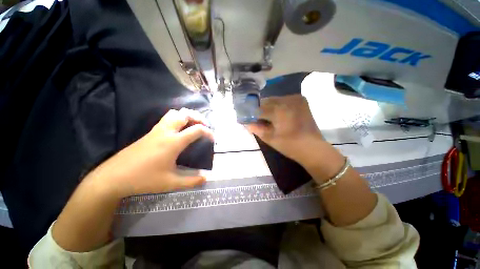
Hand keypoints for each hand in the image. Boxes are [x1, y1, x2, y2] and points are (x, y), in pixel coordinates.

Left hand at [85, 108, 213, 197]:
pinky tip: (178, 131)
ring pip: (174, 113)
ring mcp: (156, 130)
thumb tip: (206, 179)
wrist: (113, 177)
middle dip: (197, 117)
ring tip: (192, 125)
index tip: (212, 138)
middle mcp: (166, 132)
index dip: (208, 132)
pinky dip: (177, 119)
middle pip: (184, 114)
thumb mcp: (170, 183)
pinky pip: (166, 119)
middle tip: (203, 126)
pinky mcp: (150, 133)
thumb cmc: (144, 180)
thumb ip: (191, 181)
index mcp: (173, 142)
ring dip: (186, 116)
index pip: (196, 130)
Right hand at [247, 94, 343, 181]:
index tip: (248, 119)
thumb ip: (257, 129)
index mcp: (279, 109)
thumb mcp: (270, 138)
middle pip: (267, 101)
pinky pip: (284, 100)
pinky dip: (278, 106)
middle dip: (260, 110)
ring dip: (269, 107)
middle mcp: (287, 100)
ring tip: (268, 118)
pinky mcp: (301, 101)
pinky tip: (278, 115)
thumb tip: (248, 123)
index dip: (252, 114)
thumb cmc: (290, 145)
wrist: (313, 148)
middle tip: (258, 120)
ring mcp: (296, 99)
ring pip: (275, 100)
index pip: (259, 109)